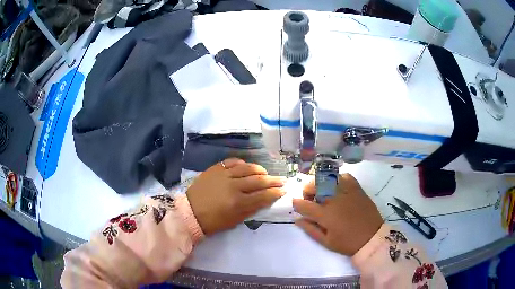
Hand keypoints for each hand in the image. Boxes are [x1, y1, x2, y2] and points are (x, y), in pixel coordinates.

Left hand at [186, 158, 285, 234]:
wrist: (190, 212)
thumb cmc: (213, 221)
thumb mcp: (235, 220)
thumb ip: (251, 209)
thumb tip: (265, 199)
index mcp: (238, 203)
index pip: (263, 196)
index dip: (275, 193)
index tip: (283, 190)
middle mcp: (233, 186)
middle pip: (258, 180)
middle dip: (273, 180)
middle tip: (282, 179)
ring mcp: (224, 175)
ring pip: (247, 168)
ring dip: (259, 170)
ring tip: (265, 172)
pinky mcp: (215, 169)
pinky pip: (232, 162)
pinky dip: (242, 163)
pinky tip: (246, 166)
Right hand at [293, 173, 382, 255]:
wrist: (372, 237)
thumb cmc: (348, 242)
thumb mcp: (326, 242)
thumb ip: (310, 229)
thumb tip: (297, 219)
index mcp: (325, 214)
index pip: (303, 204)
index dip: (297, 204)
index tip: (297, 206)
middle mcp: (334, 199)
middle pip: (313, 185)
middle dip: (307, 192)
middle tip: (312, 201)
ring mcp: (346, 191)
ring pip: (327, 178)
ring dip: (321, 184)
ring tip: (324, 194)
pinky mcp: (357, 188)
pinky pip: (344, 176)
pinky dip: (338, 179)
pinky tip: (338, 188)